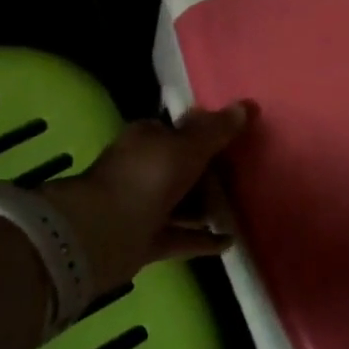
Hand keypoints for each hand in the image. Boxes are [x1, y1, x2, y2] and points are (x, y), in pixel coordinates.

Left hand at [41, 104, 251, 295]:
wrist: (102, 234)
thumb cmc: (146, 178)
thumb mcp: (187, 146)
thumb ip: (216, 130)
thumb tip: (245, 106)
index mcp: (146, 139)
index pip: (178, 130)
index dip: (205, 135)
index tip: (235, 143)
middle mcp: (142, 169)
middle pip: (182, 168)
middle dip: (209, 174)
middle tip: (243, 178)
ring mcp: (142, 207)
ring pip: (181, 203)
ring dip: (207, 208)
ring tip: (240, 210)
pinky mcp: (145, 240)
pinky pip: (182, 237)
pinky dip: (203, 239)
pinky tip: (229, 242)